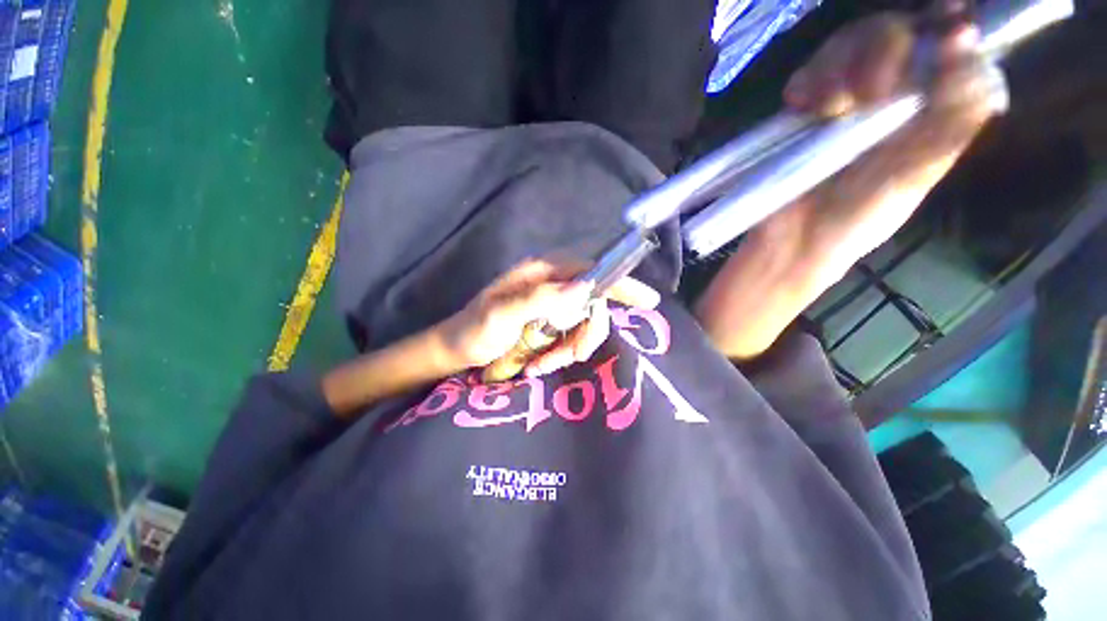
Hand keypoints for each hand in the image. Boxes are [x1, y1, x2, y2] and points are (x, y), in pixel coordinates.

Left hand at [438, 258, 660, 375]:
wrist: (457, 349)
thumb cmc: (474, 330)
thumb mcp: (501, 315)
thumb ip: (540, 298)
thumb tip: (584, 289)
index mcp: (542, 273)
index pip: (590, 270)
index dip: (619, 284)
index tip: (646, 300)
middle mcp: (552, 284)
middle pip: (592, 304)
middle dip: (584, 335)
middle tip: (567, 358)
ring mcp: (552, 304)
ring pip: (583, 325)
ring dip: (569, 350)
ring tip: (541, 367)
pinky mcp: (549, 322)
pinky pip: (571, 338)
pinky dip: (561, 354)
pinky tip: (539, 365)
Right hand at [775, 6, 1000, 278]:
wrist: (794, 242)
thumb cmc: (857, 220)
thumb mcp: (916, 176)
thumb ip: (949, 118)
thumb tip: (966, 45)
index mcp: (927, 110)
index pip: (947, 43)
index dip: (946, 26)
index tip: (946, 29)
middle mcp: (890, 96)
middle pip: (894, 31)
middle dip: (882, 52)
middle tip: (866, 96)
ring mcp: (843, 101)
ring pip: (849, 42)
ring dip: (837, 67)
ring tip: (827, 111)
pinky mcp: (804, 113)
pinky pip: (807, 72)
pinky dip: (805, 82)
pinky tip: (800, 106)